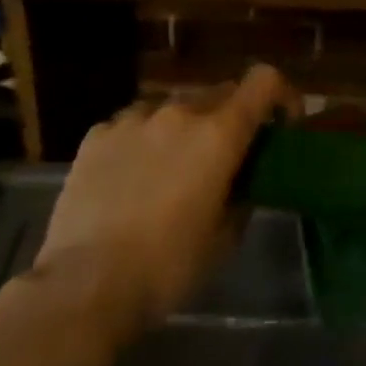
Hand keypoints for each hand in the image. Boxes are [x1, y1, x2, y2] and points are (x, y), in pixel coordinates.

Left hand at [29, 65, 295, 331]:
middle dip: (231, 117)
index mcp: (219, 134)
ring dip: (185, 127)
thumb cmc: (167, 266)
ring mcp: (133, 119)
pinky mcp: (97, 135)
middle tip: (226, 156)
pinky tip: (131, 175)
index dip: (281, 95)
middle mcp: (179, 113)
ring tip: (173, 167)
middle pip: (220, 93)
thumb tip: (241, 180)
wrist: (85, 284)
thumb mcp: (224, 238)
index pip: (264, 82)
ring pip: (173, 106)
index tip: (280, 124)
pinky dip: (143, 139)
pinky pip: (133, 123)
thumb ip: (241, 194)